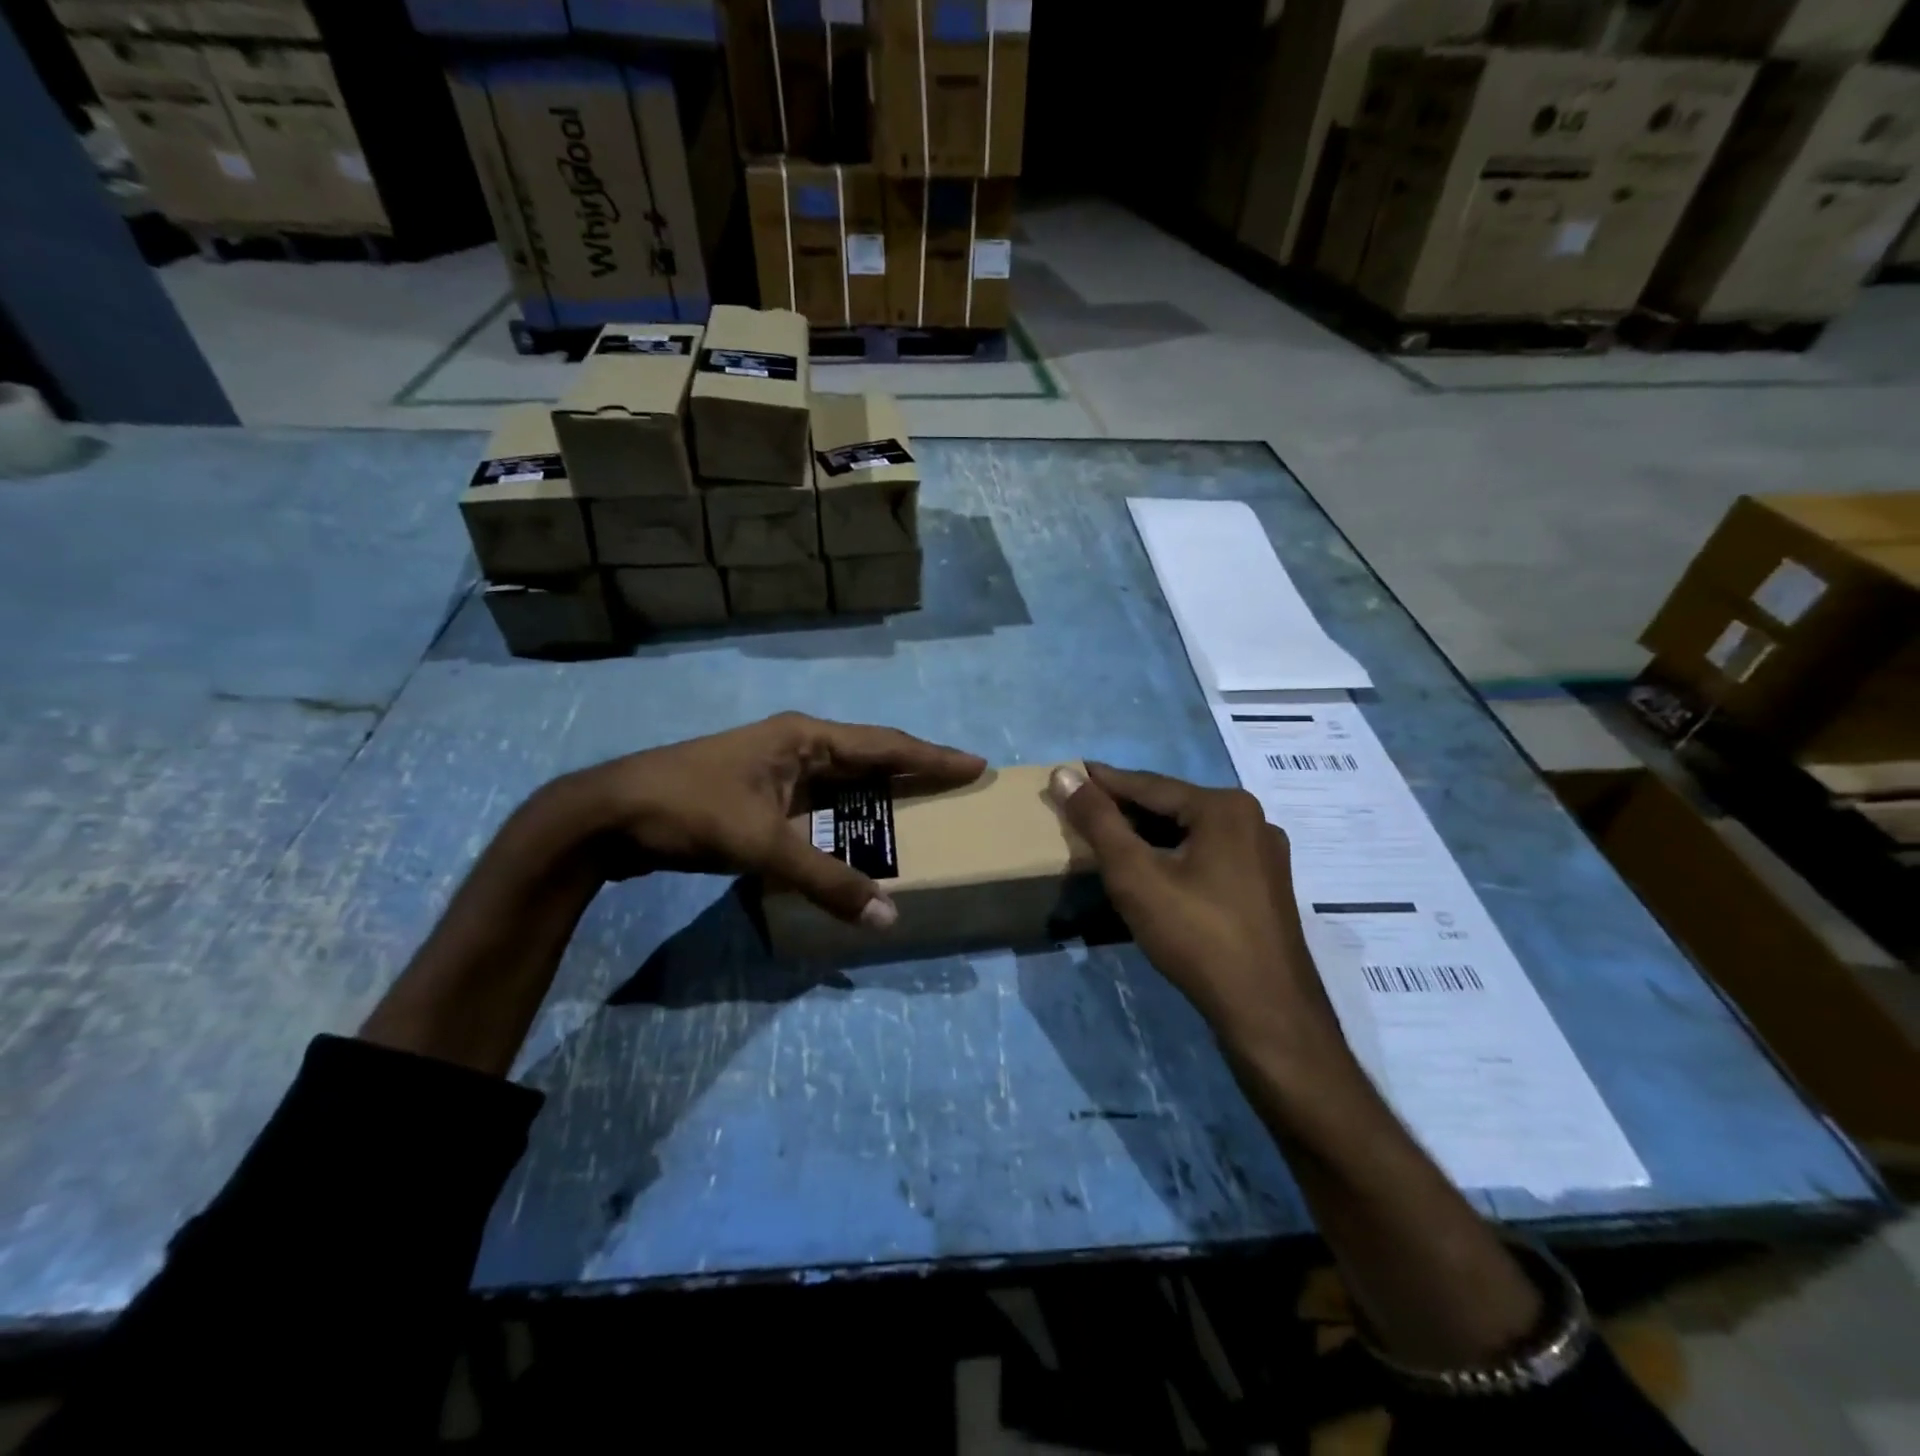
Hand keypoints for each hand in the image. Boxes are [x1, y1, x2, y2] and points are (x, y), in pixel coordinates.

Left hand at [549, 712, 984, 923]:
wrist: (607, 815)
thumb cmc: (690, 811)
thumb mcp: (763, 845)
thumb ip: (826, 881)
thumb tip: (888, 917)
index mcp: (805, 739)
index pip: (886, 745)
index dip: (934, 756)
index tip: (976, 764)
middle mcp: (796, 746)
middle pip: (870, 757)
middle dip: (914, 772)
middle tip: (956, 788)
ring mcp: (775, 769)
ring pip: (843, 780)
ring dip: (879, 795)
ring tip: (919, 813)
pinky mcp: (758, 794)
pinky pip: (819, 802)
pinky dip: (845, 818)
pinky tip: (857, 837)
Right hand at [1048, 763, 1350, 1071]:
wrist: (1266, 1011)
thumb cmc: (1195, 934)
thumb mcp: (1134, 874)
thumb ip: (1098, 821)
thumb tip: (1063, 773)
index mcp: (1224, 806)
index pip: (1148, 785)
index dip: (1103, 782)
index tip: (1069, 773)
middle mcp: (1252, 819)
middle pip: (1173, 806)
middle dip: (1127, 809)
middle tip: (1084, 810)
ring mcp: (1265, 855)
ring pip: (1192, 833)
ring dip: (1150, 835)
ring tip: (1111, 839)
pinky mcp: (1266, 886)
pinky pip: (1210, 856)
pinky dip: (1176, 856)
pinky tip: (1155, 871)